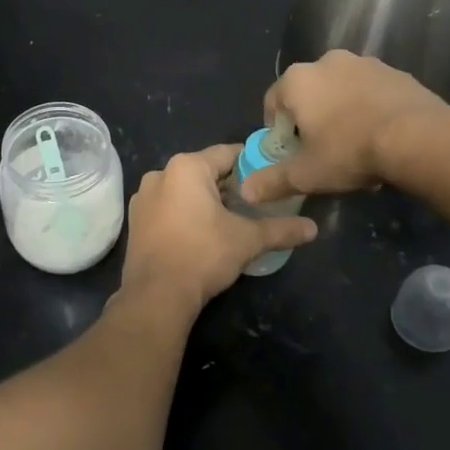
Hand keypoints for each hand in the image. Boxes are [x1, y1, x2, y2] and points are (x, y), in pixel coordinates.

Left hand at [118, 145, 316, 312]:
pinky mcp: (135, 221)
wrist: (156, 295)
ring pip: (184, 190)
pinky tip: (202, 234)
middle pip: (205, 171)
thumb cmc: (203, 255)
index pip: (228, 154)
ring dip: (206, 200)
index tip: (270, 176)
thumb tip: (313, 229)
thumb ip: (281, 229)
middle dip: (229, 185)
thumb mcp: (247, 240)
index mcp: (186, 167)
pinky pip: (168, 207)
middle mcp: (160, 173)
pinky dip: (185, 214)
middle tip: (255, 203)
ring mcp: (143, 198)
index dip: (252, 164)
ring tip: (231, 220)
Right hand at [242, 50, 449, 202]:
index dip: (277, 130)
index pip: (272, 102)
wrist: (418, 137)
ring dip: (341, 112)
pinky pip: (371, 91)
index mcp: (298, 80)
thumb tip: (245, 191)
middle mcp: (327, 61)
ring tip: (355, 145)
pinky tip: (381, 135)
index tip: (290, 153)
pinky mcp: (395, 71)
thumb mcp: (306, 174)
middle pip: (308, 93)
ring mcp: (364, 63)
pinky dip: (369, 108)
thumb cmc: (350, 151)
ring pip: (341, 90)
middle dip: (311, 119)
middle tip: (322, 150)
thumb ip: (272, 181)